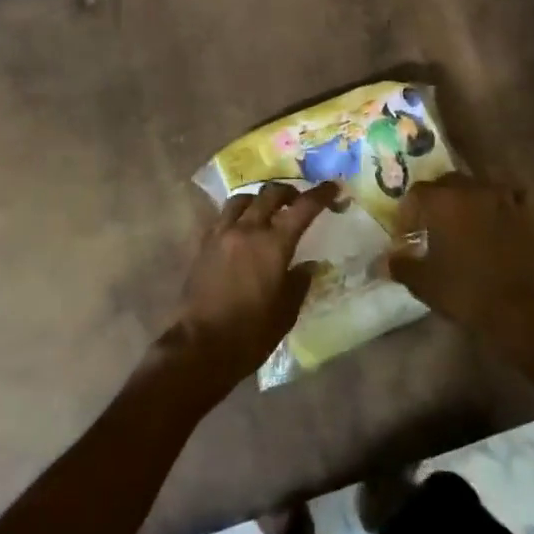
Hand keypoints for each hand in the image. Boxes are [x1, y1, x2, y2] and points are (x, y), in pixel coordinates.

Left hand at [154, 181, 338, 401]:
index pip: (302, 208)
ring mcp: (221, 235)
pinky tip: (242, 229)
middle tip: (299, 200)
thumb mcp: (286, 311)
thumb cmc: (251, 333)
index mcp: (273, 244)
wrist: (200, 346)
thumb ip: (299, 282)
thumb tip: (308, 265)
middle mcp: (246, 230)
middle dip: (289, 192)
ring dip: (259, 199)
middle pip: (269, 194)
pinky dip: (238, 215)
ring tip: (267, 210)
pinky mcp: (203, 245)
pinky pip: (223, 217)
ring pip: (242, 200)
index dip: (320, 195)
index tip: (333, 187)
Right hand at [383, 174, 533, 367]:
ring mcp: (505, 197)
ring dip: (469, 198)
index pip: (417, 193)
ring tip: (465, 220)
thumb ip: (400, 265)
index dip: (408, 212)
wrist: (521, 309)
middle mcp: (473, 189)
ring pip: (480, 185)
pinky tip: (500, 215)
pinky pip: (513, 195)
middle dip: (437, 199)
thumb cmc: (465, 292)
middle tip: (432, 224)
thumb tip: (382, 261)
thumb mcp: (423, 282)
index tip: (407, 234)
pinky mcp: (531, 212)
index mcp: (442, 201)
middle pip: (448, 182)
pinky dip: (504, 201)